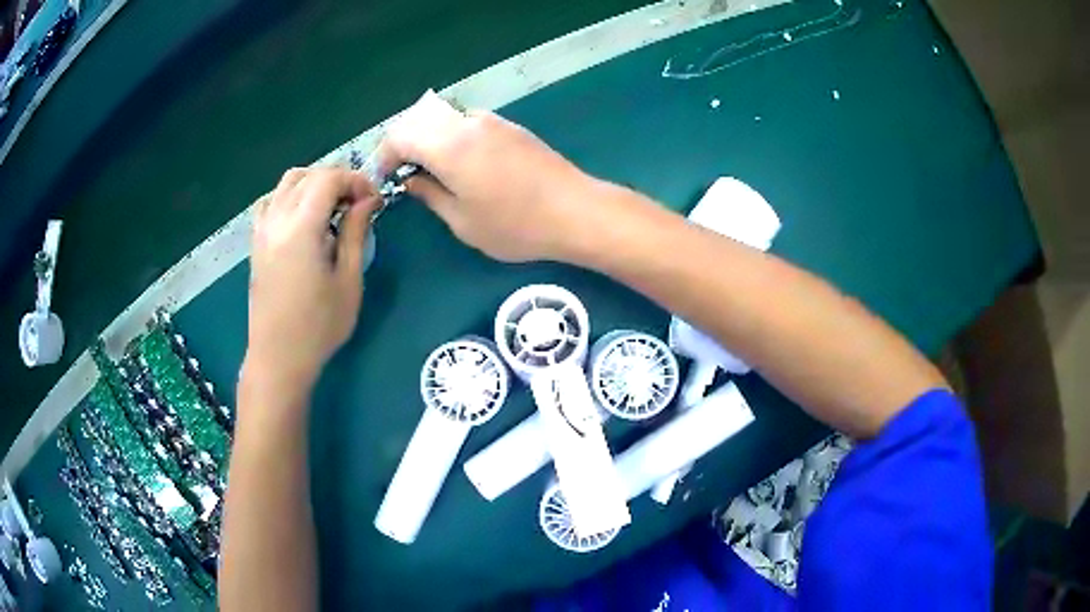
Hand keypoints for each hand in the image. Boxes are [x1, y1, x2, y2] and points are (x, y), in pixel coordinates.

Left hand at [244, 167, 378, 398]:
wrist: (278, 357)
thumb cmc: (319, 326)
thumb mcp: (348, 281)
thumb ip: (355, 233)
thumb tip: (367, 200)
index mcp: (301, 229)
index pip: (328, 179)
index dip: (355, 180)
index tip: (374, 200)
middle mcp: (277, 220)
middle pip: (308, 175)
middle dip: (337, 179)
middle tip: (358, 203)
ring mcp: (262, 230)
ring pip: (287, 182)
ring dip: (313, 183)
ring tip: (332, 207)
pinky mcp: (256, 242)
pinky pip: (270, 201)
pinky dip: (290, 196)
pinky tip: (303, 217)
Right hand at [377, 91, 599, 262]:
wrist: (575, 210)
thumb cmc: (515, 225)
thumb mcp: (462, 221)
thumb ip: (429, 194)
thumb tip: (411, 180)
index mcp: (450, 145)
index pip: (400, 135)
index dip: (384, 155)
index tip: (383, 178)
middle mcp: (468, 123)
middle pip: (419, 119)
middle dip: (403, 142)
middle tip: (402, 172)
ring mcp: (492, 121)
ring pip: (444, 117)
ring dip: (428, 137)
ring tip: (430, 169)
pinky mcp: (509, 126)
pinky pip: (467, 121)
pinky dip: (451, 135)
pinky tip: (460, 162)